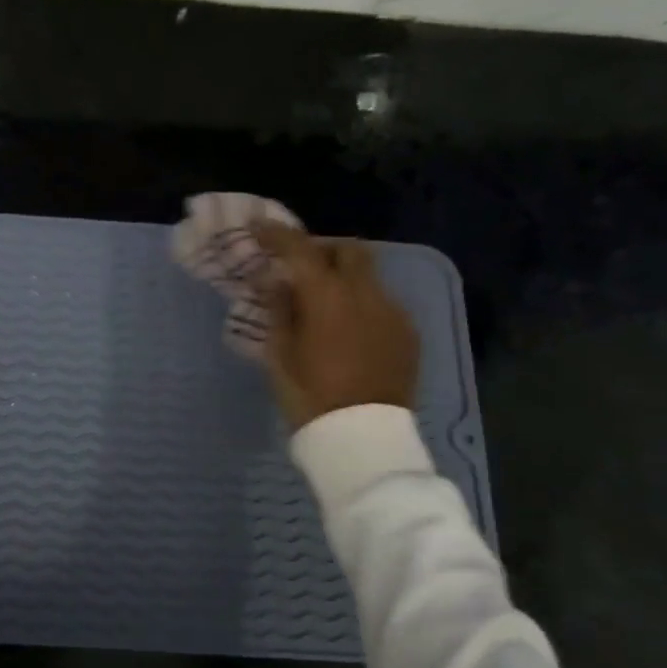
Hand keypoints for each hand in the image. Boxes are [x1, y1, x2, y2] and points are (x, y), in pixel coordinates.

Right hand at [251, 221, 419, 428]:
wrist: (363, 439)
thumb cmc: (310, 397)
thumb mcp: (280, 355)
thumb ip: (279, 309)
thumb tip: (276, 280)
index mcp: (329, 297)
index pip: (300, 249)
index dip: (277, 233)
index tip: (258, 228)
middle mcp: (367, 294)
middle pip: (349, 250)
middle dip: (322, 250)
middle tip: (299, 267)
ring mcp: (394, 313)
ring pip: (368, 277)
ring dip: (343, 279)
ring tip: (323, 304)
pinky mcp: (408, 334)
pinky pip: (382, 303)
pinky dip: (361, 304)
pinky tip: (348, 331)